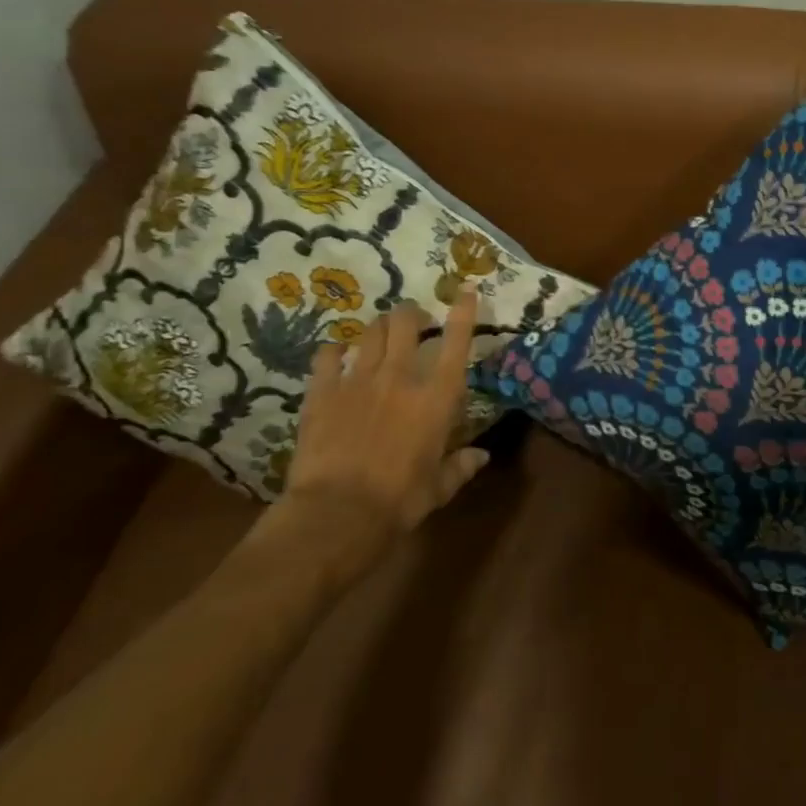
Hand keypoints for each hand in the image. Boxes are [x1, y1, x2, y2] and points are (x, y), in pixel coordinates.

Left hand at [253, 289, 491, 579]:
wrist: (336, 515)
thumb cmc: (398, 503)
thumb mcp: (438, 489)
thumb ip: (461, 466)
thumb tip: (482, 456)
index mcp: (436, 399)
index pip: (456, 343)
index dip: (464, 312)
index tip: (466, 290)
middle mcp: (400, 378)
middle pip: (405, 323)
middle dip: (411, 313)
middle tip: (413, 320)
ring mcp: (358, 381)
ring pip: (370, 332)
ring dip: (378, 328)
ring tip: (380, 333)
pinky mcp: (323, 393)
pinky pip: (326, 356)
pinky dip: (334, 350)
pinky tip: (336, 354)